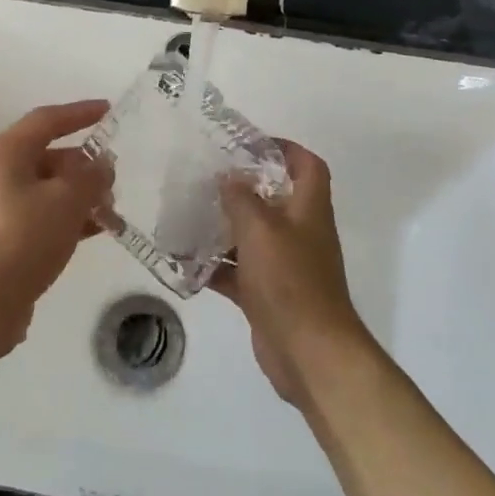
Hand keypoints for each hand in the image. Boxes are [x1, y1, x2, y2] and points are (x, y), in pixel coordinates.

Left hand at [0, 100, 113, 356]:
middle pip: (48, 157)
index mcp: (5, 153)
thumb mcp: (67, 201)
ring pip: (47, 189)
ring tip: (112, 214)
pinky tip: (95, 232)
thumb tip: (102, 165)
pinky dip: (68, 218)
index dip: (80, 113)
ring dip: (81, 196)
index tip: (109, 111)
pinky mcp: (1, 237)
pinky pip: (41, 215)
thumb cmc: (22, 239)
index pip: (47, 120)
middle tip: (115, 183)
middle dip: (86, 167)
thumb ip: (91, 176)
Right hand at [213, 142, 370, 406]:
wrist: (308, 352)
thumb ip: (242, 199)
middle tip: (207, 178)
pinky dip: (216, 267)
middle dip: (244, 188)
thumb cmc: (289, 280)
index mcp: (309, 209)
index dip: (286, 149)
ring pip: (252, 237)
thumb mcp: (261, 229)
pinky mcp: (268, 295)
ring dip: (225, 228)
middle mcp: (300, 233)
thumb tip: (229, 177)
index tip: (250, 144)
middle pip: (275, 200)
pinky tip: (185, 262)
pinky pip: (239, 272)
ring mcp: (285, 266)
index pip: (307, 166)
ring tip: (188, 215)